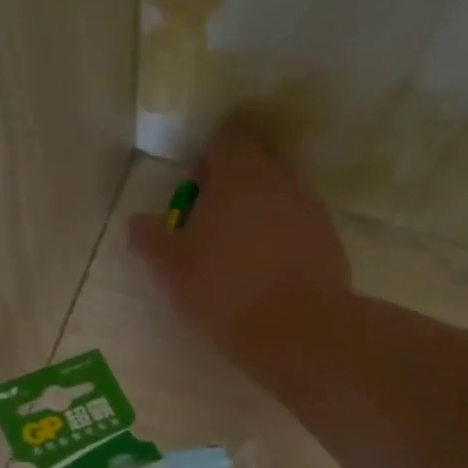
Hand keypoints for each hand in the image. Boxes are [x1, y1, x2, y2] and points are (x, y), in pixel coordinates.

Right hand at [129, 120, 351, 367]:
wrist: (298, 331)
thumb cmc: (225, 291)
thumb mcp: (171, 270)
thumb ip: (149, 239)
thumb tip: (138, 223)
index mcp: (240, 172)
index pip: (227, 136)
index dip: (207, 158)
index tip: (194, 193)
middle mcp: (282, 178)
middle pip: (259, 158)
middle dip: (236, 180)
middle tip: (213, 220)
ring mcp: (311, 208)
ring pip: (281, 192)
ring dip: (259, 211)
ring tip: (238, 252)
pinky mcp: (329, 241)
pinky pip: (299, 225)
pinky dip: (281, 238)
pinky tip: (266, 273)